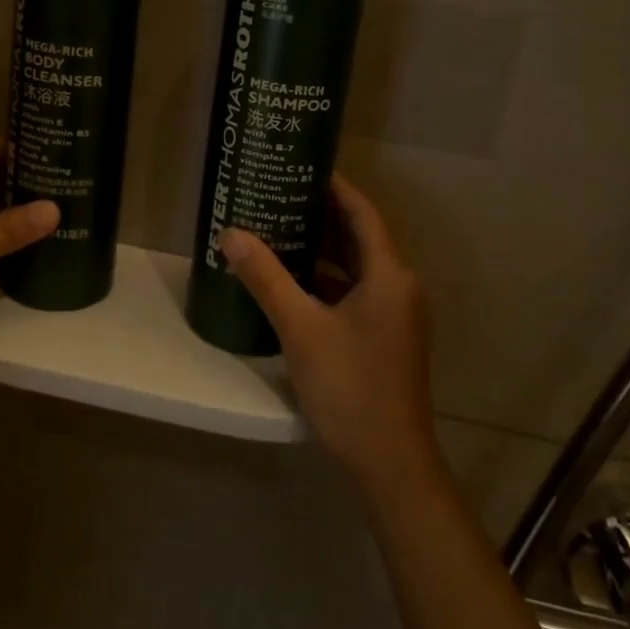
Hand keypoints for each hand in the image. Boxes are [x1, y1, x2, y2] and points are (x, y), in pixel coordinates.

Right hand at [221, 174, 440, 495]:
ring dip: (322, 249)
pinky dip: (327, 279)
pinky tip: (292, 279)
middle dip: (321, 215)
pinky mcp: (386, 335)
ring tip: (279, 228)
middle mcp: (399, 286)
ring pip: (356, 266)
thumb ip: (266, 278)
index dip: (335, 186)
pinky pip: (356, 291)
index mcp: (389, 275)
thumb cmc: (350, 388)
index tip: (301, 165)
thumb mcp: (301, 329)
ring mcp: (395, 313)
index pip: (362, 212)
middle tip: (279, 194)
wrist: (391, 463)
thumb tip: (231, 234)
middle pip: (359, 236)